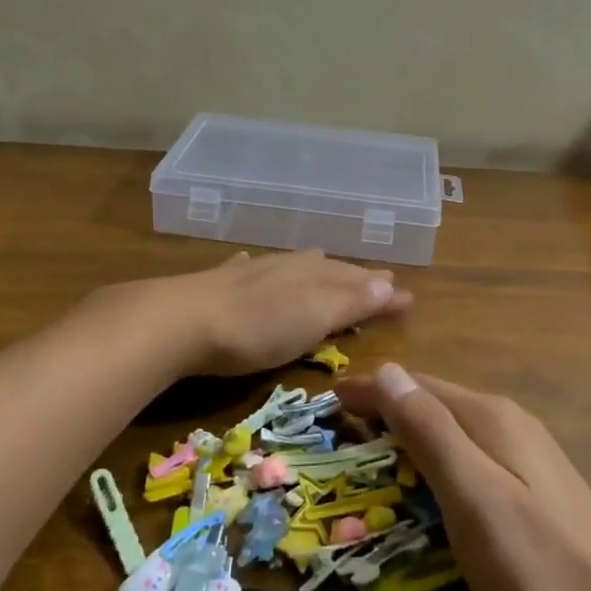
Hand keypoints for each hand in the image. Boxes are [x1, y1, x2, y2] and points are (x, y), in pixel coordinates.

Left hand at [97, 250, 413, 379]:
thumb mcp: (313, 317)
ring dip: (315, 269)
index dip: (382, 290)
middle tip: (378, 279)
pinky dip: (261, 269)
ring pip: (292, 265)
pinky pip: (249, 269)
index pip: (358, 280)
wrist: (182, 321)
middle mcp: (286, 267)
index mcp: (312, 275)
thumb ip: (350, 301)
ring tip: (326, 263)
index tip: (408, 297)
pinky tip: (252, 263)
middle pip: (328, 268)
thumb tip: (392, 284)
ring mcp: (250, 273)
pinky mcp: (218, 285)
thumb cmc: (257, 327)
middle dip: (354, 275)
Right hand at [334, 364, 590, 590]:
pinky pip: (471, 454)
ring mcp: (529, 457)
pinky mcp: (538, 490)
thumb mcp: (474, 496)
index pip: (415, 386)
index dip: (370, 389)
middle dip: (387, 407)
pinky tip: (432, 482)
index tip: (327, 398)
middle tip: (342, 427)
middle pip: (435, 402)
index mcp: (491, 418)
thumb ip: (430, 430)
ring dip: (410, 431)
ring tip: (374, 448)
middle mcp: (510, 424)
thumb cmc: (541, 569)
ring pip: (454, 428)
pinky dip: (437, 457)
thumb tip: (388, 369)